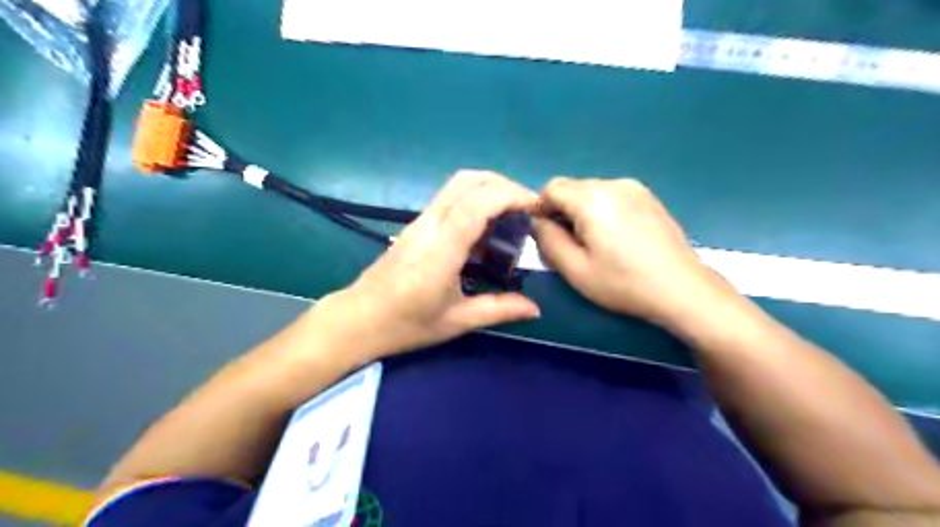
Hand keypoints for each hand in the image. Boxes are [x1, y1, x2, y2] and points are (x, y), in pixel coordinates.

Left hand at [311, 172, 538, 359]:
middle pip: (467, 180)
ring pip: (457, 184)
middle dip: (503, 184)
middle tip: (526, 207)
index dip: (510, 195)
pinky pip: (449, 198)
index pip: (477, 203)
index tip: (535, 207)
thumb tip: (535, 309)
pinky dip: (475, 199)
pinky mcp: (415, 225)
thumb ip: (499, 310)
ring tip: (511, 214)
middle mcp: (430, 225)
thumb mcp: (457, 321)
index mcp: (441, 249)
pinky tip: (485, 228)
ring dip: (489, 188)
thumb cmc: (406, 324)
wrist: (358, 319)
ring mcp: (420, 221)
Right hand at [532, 179, 720, 326]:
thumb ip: (547, 240)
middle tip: (573, 245)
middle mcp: (613, 183)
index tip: (549, 236)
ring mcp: (635, 188)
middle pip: (572, 188)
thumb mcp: (574, 269)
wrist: (682, 289)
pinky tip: (618, 238)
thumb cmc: (623, 283)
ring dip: (583, 212)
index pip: (551, 188)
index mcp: (592, 199)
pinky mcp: (649, 197)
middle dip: (563, 212)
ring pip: (592, 192)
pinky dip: (604, 211)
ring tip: (598, 244)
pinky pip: (612, 196)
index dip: (542, 209)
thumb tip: (537, 221)